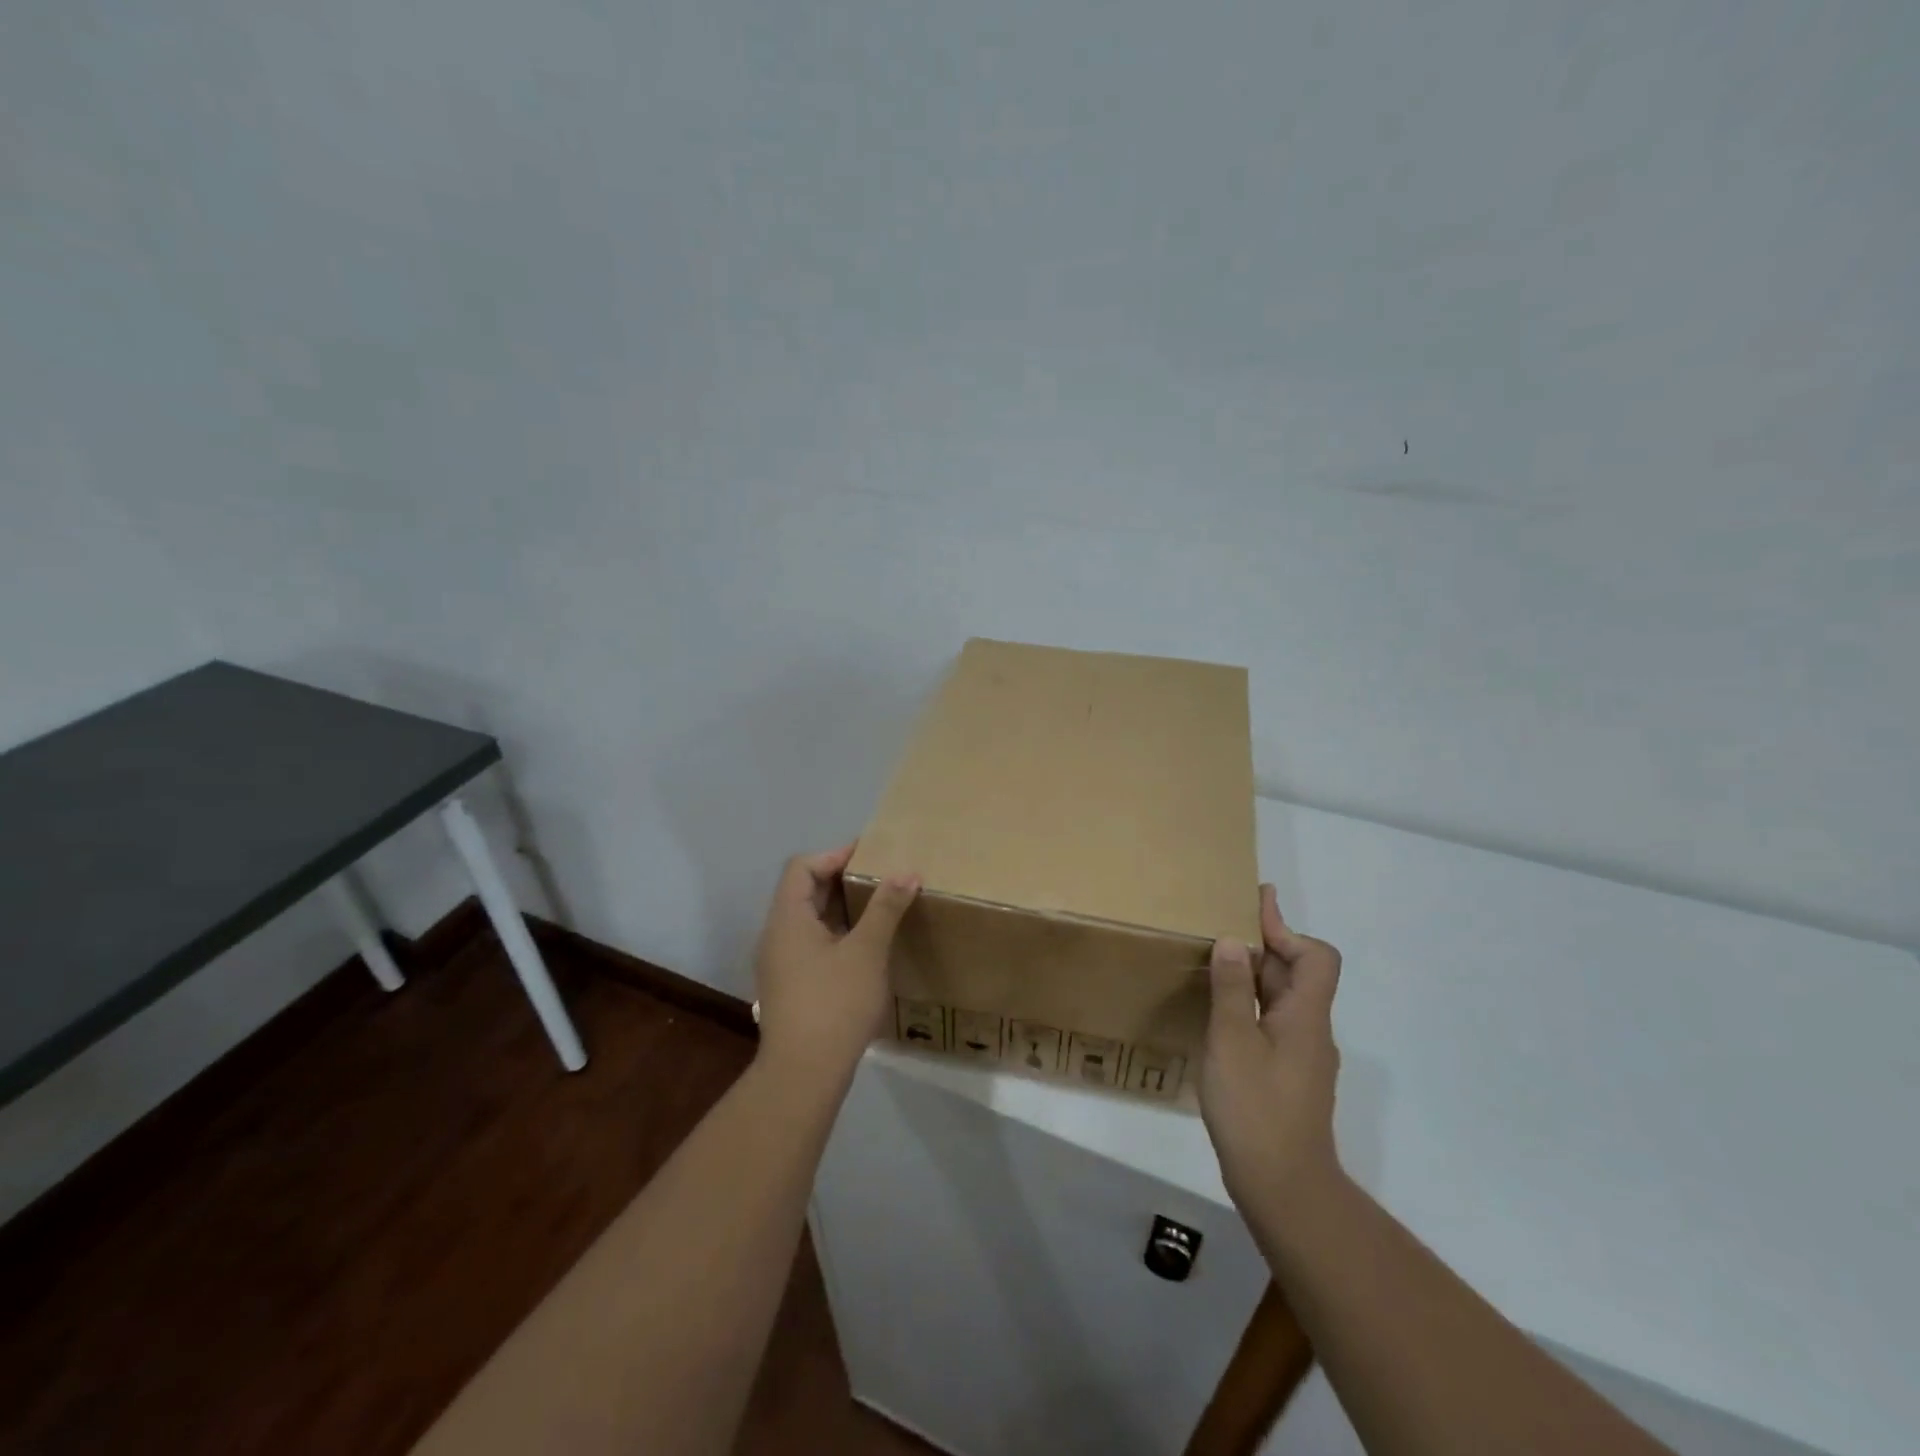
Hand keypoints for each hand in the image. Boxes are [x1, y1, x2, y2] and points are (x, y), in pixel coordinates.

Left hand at [751, 844, 920, 1086]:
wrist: (803, 1075)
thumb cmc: (834, 1004)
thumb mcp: (867, 951)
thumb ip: (886, 908)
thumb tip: (906, 872)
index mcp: (787, 919)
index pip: (802, 867)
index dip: (834, 855)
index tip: (870, 856)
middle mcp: (776, 935)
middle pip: (803, 891)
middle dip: (842, 880)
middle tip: (881, 878)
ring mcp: (779, 963)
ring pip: (808, 920)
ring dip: (841, 908)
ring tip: (879, 907)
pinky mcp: (789, 986)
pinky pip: (810, 943)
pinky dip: (836, 933)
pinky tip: (865, 947)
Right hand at [1199, 883, 1344, 1218]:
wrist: (1284, 1188)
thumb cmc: (1256, 1109)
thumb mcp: (1232, 1042)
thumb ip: (1231, 990)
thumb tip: (1234, 942)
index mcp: (1305, 1016)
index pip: (1316, 956)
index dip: (1286, 929)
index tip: (1255, 904)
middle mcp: (1311, 1031)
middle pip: (1298, 974)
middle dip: (1266, 944)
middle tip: (1225, 924)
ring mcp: (1301, 1057)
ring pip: (1283, 1000)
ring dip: (1255, 974)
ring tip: (1215, 961)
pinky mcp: (1288, 1077)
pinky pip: (1272, 1023)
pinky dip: (1250, 1004)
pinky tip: (1219, 1013)